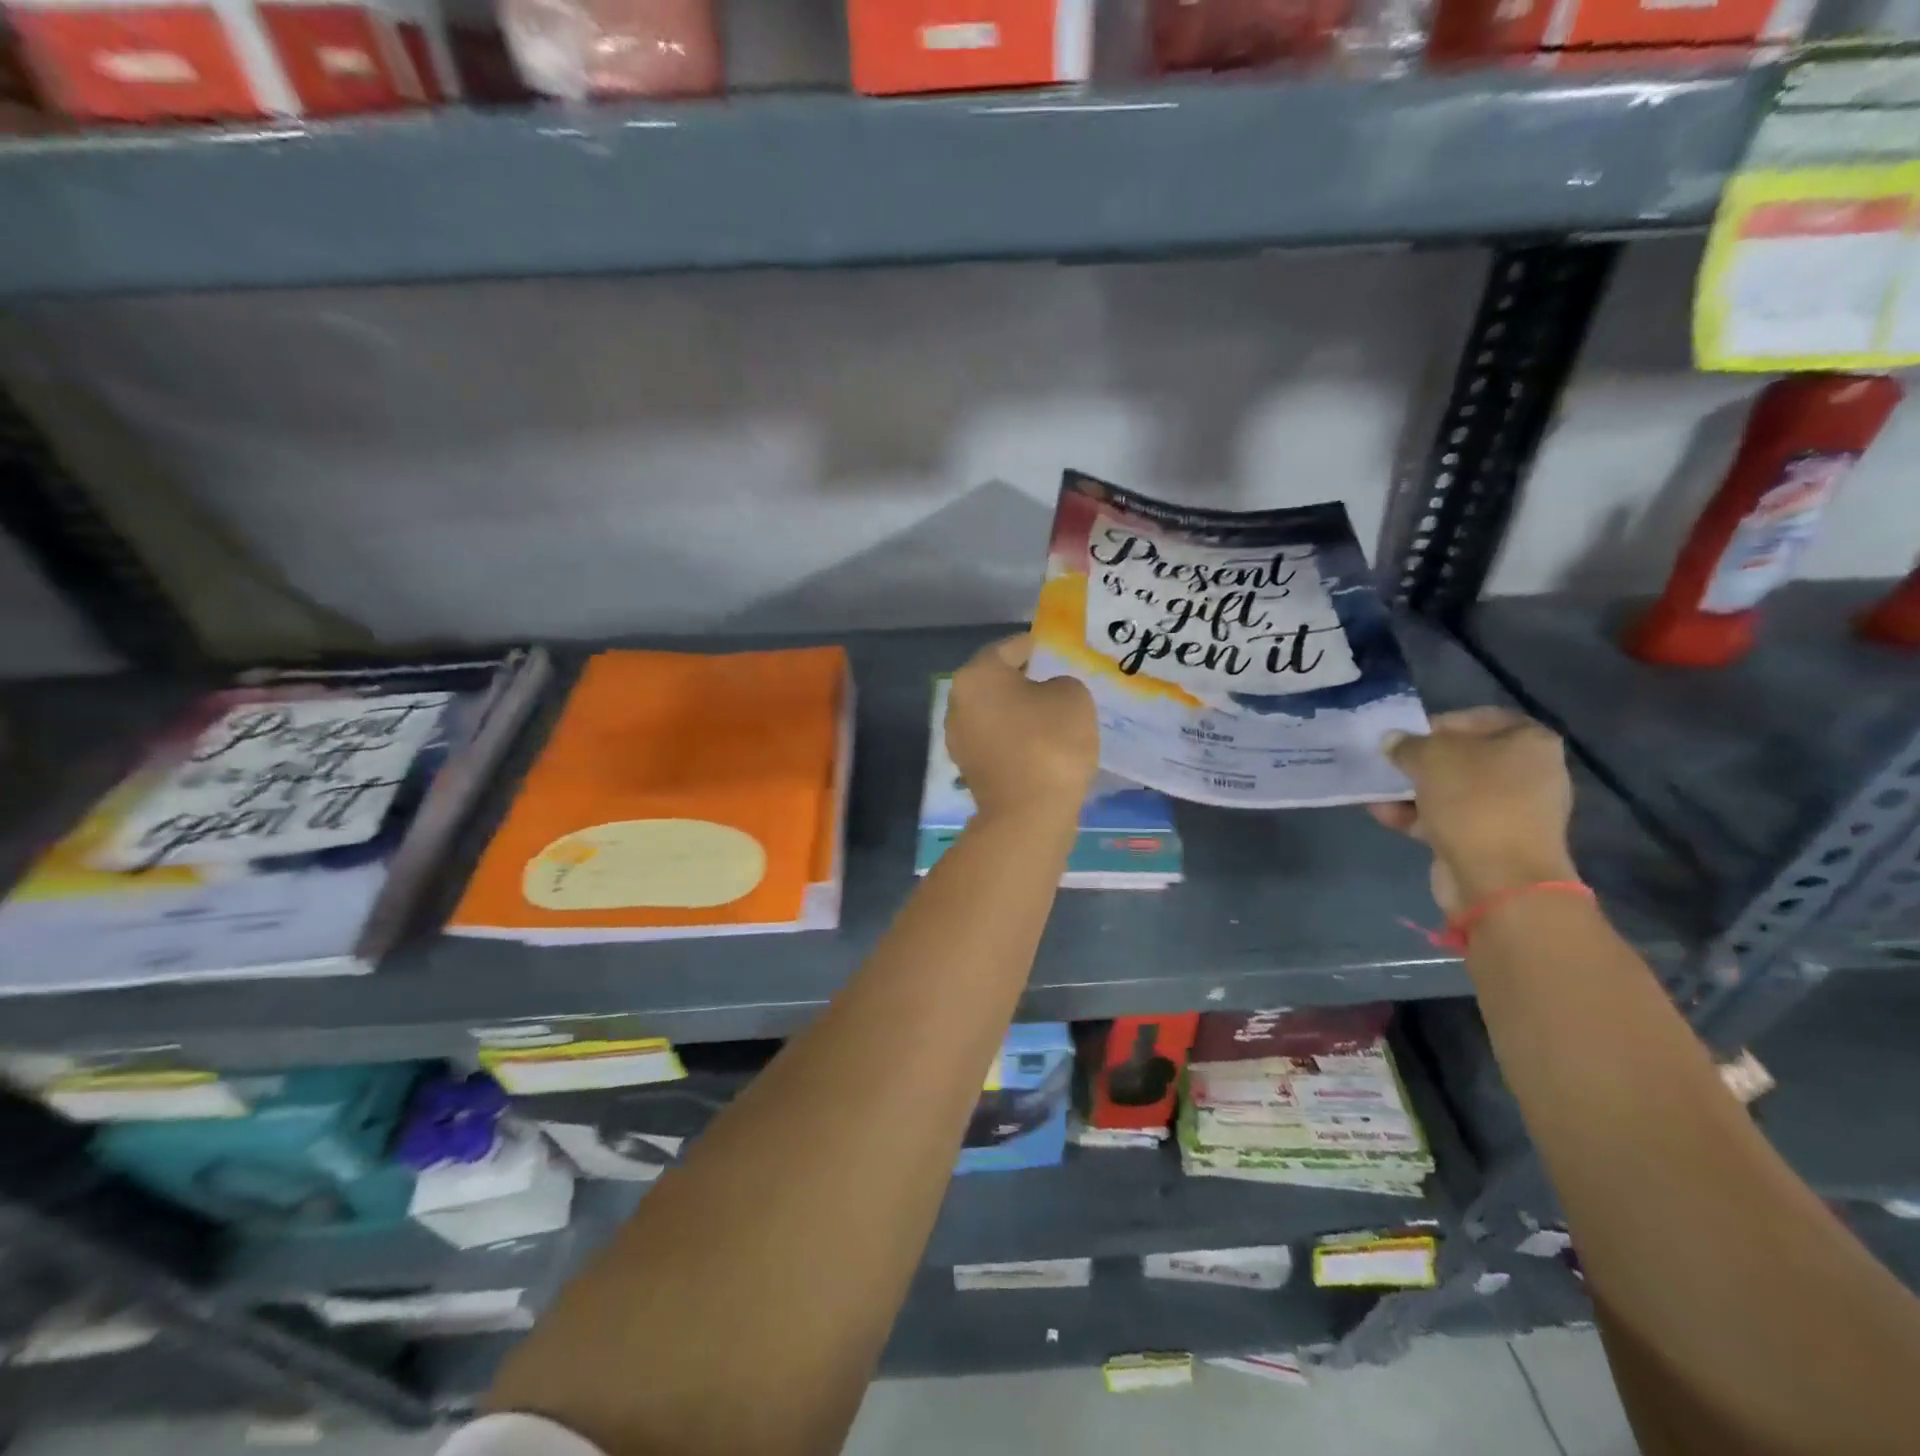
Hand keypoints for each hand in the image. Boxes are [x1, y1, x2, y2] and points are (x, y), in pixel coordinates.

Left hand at [948, 635, 1097, 820]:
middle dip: (1027, 680)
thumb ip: (1060, 682)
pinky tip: (1043, 745)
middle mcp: (958, 702)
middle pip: (997, 681)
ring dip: (1021, 712)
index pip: (1010, 648)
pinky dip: (1017, 739)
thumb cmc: (1050, 743)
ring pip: (996, 713)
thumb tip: (1047, 694)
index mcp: (976, 675)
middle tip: (1060, 683)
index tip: (1058, 652)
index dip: (1037, 647)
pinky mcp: (970, 769)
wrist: (1028, 814)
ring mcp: (960, 739)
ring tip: (1055, 716)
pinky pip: (998, 742)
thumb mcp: (1073, 696)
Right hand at [1368, 707, 1576, 914]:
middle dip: (1421, 762)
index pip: (1480, 719)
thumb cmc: (1474, 801)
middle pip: (1464, 758)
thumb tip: (1392, 741)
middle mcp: (1528, 773)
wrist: (1499, 878)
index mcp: (1530, 742)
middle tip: (1389, 764)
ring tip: (1376, 792)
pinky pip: (1448, 819)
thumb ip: (1407, 744)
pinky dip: (1417, 816)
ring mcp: (1511, 810)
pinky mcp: (1491, 841)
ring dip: (1412, 791)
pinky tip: (1383, 815)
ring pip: (1452, 791)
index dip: (1440, 724)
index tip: (1407, 736)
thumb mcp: (1430, 757)